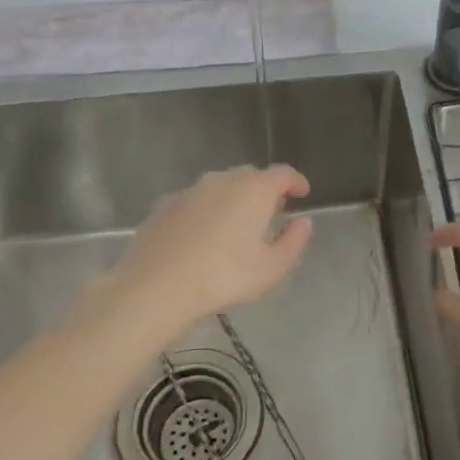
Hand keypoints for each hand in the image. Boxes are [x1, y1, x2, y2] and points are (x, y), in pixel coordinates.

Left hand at [107, 165, 312, 333]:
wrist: (156, 286)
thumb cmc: (224, 276)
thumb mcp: (271, 268)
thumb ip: (293, 242)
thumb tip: (303, 223)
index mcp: (254, 190)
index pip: (282, 174)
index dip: (296, 182)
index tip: (302, 192)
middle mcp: (222, 181)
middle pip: (250, 176)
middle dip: (264, 190)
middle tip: (271, 211)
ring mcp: (190, 191)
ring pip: (220, 186)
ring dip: (233, 199)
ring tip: (236, 224)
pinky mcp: (164, 206)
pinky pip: (194, 201)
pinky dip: (205, 211)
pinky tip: (202, 235)